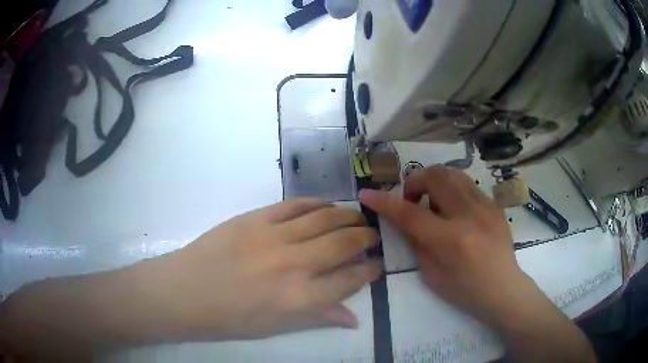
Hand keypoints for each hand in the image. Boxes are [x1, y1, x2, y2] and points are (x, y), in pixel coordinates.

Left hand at [136, 199, 381, 339]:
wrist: (186, 292)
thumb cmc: (231, 318)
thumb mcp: (277, 326)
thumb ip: (318, 317)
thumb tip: (354, 318)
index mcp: (300, 299)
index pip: (350, 280)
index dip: (370, 270)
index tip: (378, 264)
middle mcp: (293, 265)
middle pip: (344, 244)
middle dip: (366, 238)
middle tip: (373, 236)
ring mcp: (273, 236)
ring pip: (324, 218)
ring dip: (347, 217)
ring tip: (357, 218)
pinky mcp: (255, 218)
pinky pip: (295, 205)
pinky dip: (316, 203)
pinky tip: (326, 205)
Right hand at [359, 166, 530, 329]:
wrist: (503, 288)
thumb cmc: (464, 290)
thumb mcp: (431, 274)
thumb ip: (416, 242)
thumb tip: (406, 219)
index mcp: (450, 240)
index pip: (410, 213)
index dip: (384, 202)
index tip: (367, 194)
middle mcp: (469, 216)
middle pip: (435, 177)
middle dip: (414, 182)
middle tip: (411, 200)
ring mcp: (485, 206)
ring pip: (453, 173)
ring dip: (434, 182)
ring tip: (433, 202)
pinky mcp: (494, 204)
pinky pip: (467, 185)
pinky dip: (452, 190)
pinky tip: (454, 210)